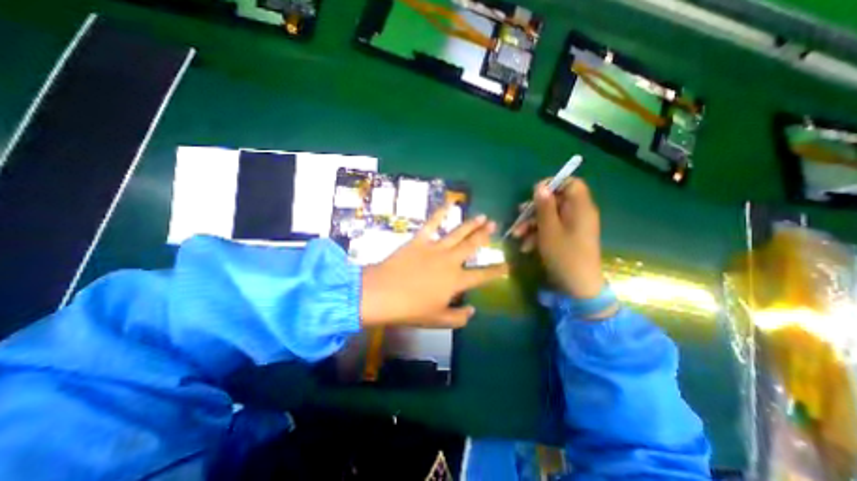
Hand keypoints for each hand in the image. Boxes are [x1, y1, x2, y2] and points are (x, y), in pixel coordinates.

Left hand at [356, 206, 503, 326]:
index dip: (497, 271)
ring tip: (483, 216)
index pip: (483, 275)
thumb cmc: (410, 310)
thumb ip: (458, 317)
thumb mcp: (437, 320)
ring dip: (472, 224)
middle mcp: (450, 261)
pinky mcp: (420, 240)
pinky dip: (441, 212)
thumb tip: (473, 311)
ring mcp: (435, 248)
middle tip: (495, 226)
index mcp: (456, 281)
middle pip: (472, 246)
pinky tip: (450, 203)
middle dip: (485, 236)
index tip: (508, 265)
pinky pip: (432, 223)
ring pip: (458, 233)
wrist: (382, 294)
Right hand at [511, 179, 605, 298]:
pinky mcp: (567, 238)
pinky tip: (526, 247)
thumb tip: (540, 186)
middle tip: (519, 217)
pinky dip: (538, 235)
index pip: (571, 183)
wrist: (577, 286)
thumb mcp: (549, 230)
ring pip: (550, 216)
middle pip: (556, 201)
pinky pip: (552, 229)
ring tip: (517, 235)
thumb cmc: (564, 255)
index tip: (534, 193)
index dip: (553, 184)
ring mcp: (573, 227)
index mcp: (580, 208)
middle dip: (534, 210)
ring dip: (532, 224)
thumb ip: (544, 206)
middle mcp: (578, 214)